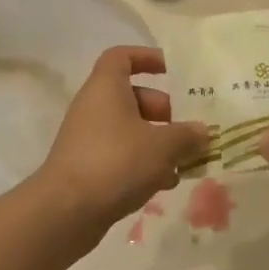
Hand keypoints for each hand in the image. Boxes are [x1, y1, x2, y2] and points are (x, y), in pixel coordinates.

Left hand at [35, 47, 206, 241]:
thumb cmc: (116, 162)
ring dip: (157, 141)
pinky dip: (142, 164)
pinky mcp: (87, 168)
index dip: (147, 58)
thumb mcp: (162, 146)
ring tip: (184, 161)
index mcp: (107, 87)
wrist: (65, 213)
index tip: (172, 71)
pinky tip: (164, 184)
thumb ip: (187, 136)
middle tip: (187, 129)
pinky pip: (120, 155)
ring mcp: (88, 138)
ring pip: (129, 129)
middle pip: (132, 96)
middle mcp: (94, 106)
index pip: (122, 56)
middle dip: (163, 111)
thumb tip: (203, 131)